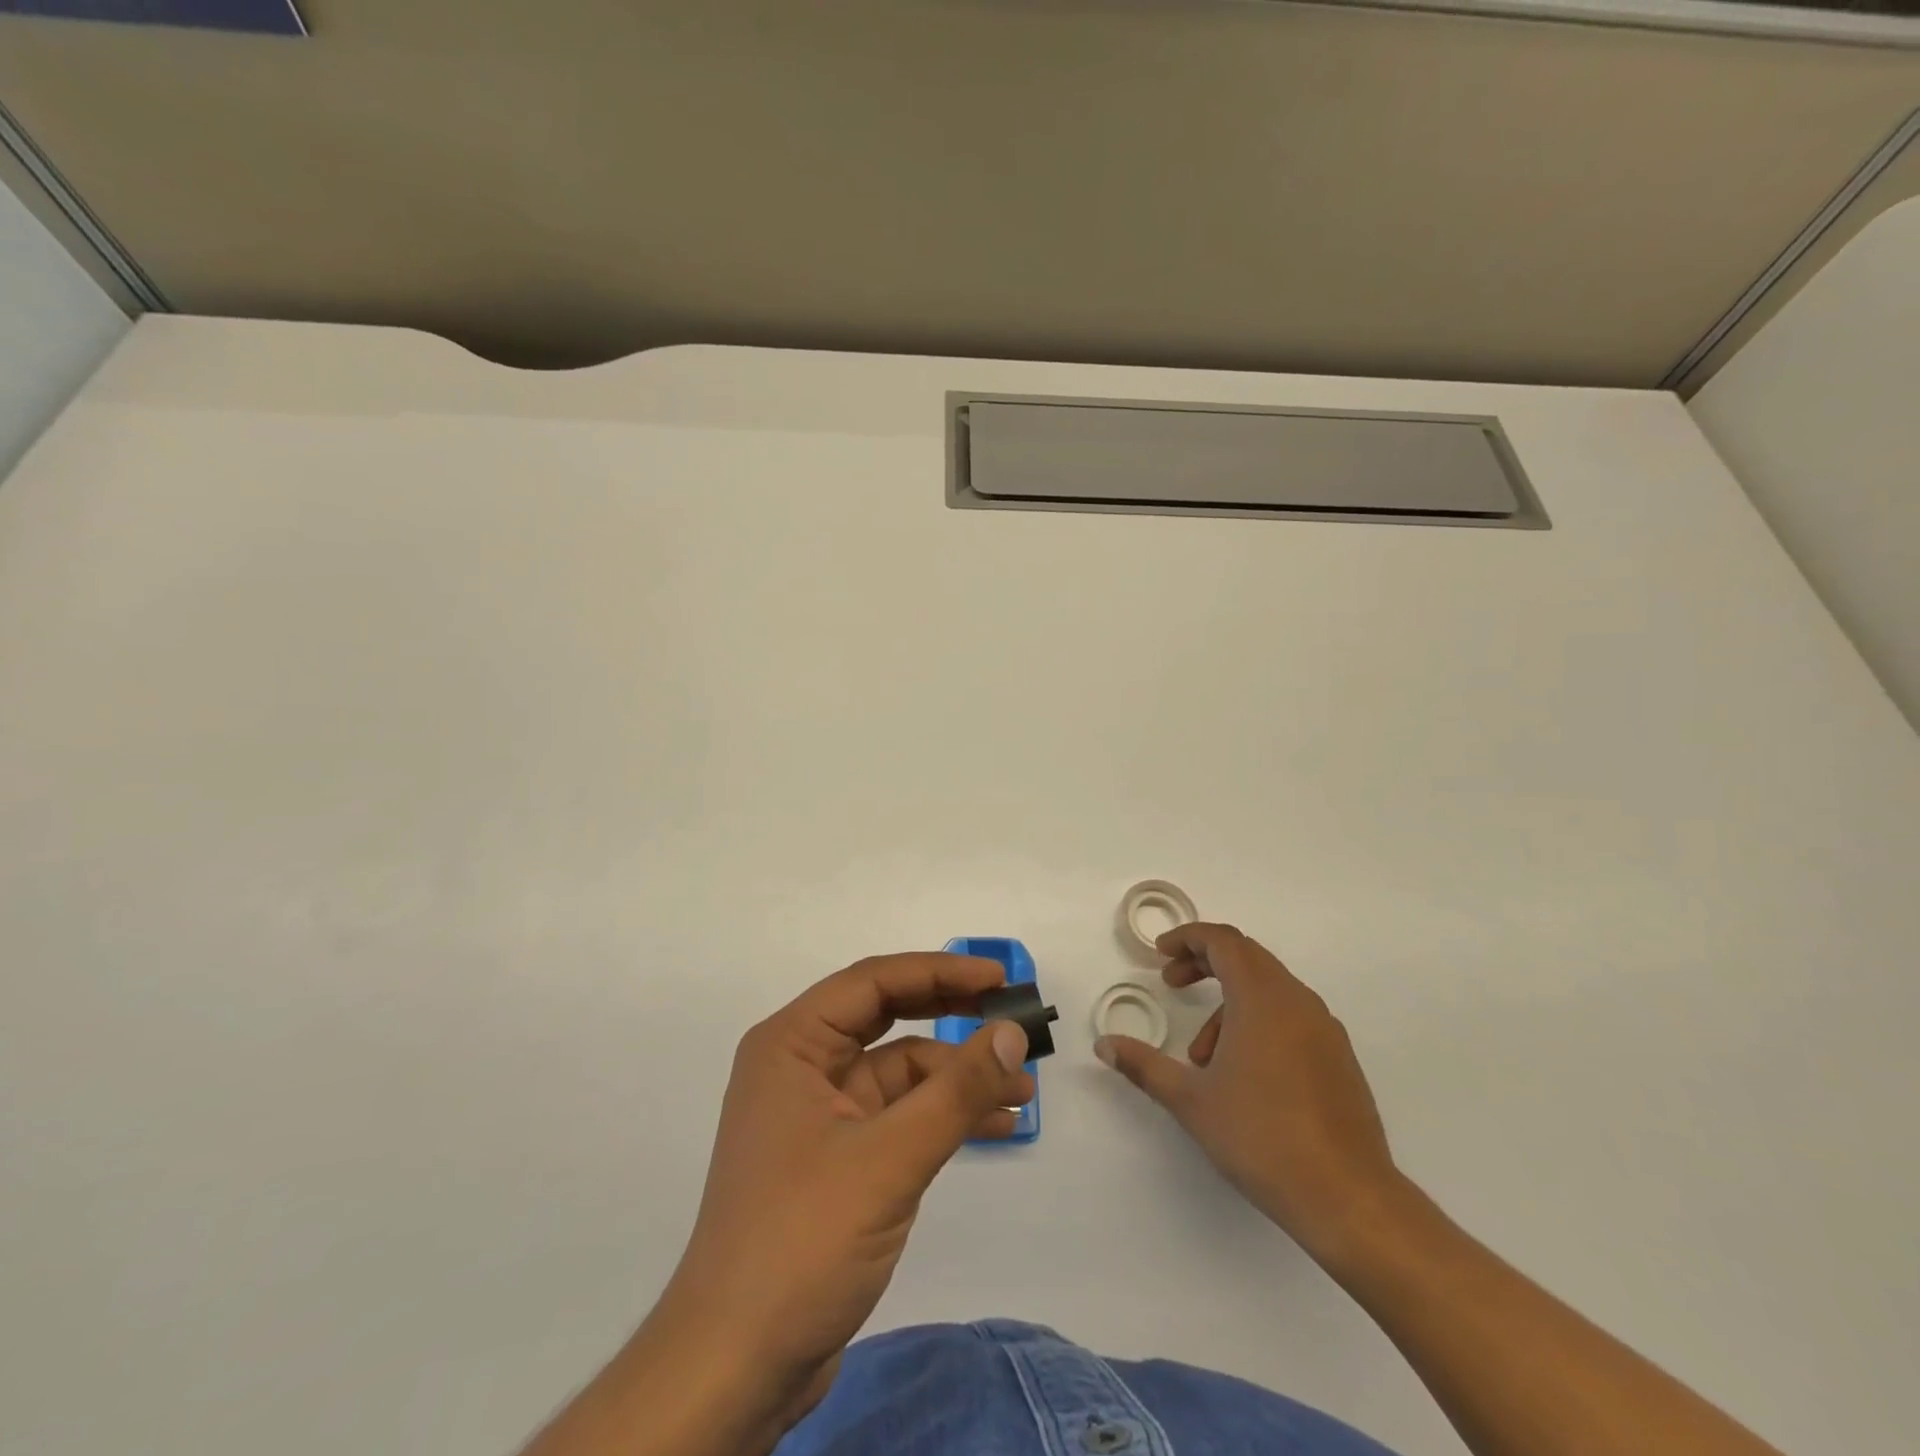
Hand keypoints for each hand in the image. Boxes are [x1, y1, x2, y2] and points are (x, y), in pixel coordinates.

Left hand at [612, 953, 1033, 1451]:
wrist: (737, 1368)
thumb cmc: (802, 1241)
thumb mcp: (889, 1159)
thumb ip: (956, 1092)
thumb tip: (1012, 1034)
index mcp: (792, 1044)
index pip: (874, 983)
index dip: (940, 972)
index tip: (998, 979)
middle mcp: (801, 1066)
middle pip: (887, 1018)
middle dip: (951, 1017)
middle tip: (1011, 1018)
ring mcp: (819, 1113)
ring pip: (899, 1072)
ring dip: (956, 1078)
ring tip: (1021, 1090)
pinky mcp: (836, 1158)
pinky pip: (898, 1115)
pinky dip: (942, 1117)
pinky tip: (995, 1126)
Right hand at [1096, 922, 1401, 1268]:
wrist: (1348, 1198)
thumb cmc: (1261, 1137)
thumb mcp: (1190, 1100)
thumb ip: (1143, 1065)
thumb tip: (1104, 1045)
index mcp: (1262, 999)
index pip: (1224, 942)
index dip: (1188, 938)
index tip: (1160, 953)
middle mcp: (1297, 1002)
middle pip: (1247, 957)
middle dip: (1204, 963)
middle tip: (1172, 983)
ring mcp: (1324, 1030)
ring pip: (1269, 989)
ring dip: (1229, 1002)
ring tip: (1202, 1055)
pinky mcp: (1339, 1058)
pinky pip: (1291, 1016)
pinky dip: (1258, 1021)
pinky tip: (1244, 1072)